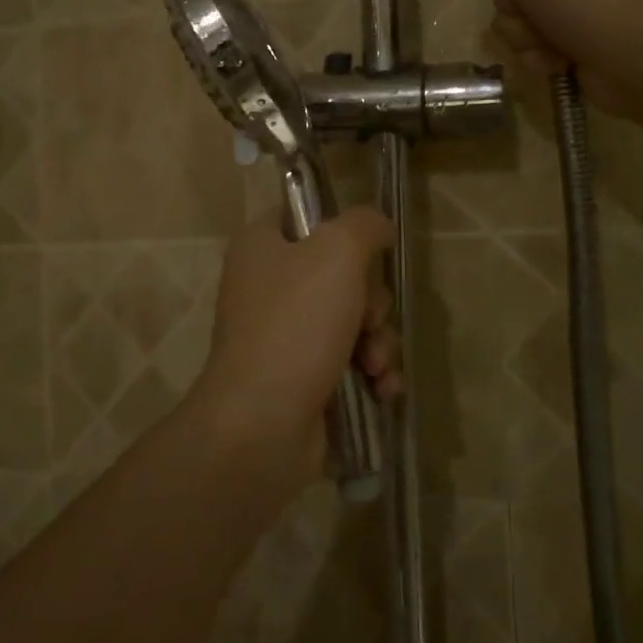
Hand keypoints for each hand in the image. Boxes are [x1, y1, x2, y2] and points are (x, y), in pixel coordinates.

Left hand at [191, 207, 401, 492]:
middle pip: (343, 275)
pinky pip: (353, 363)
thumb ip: (364, 225)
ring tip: (375, 366)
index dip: (342, 230)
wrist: (262, 425)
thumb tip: (379, 226)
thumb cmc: (295, 324)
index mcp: (261, 247)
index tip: (366, 251)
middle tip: (367, 320)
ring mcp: (285, 337)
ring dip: (379, 342)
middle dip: (372, 302)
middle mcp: (268, 287)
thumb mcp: (337, 252)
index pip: (306, 217)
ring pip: (355, 321)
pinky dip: (373, 375)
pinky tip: (381, 390)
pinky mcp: (304, 380)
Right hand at [457, 0, 642, 118]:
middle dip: (509, 0)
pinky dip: (537, 55)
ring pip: (515, 17)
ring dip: (520, 33)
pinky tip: (556, 60)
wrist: (634, 53)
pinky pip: (532, 46)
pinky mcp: (575, 41)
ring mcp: (576, 3)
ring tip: (546, 39)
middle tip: (528, 7)